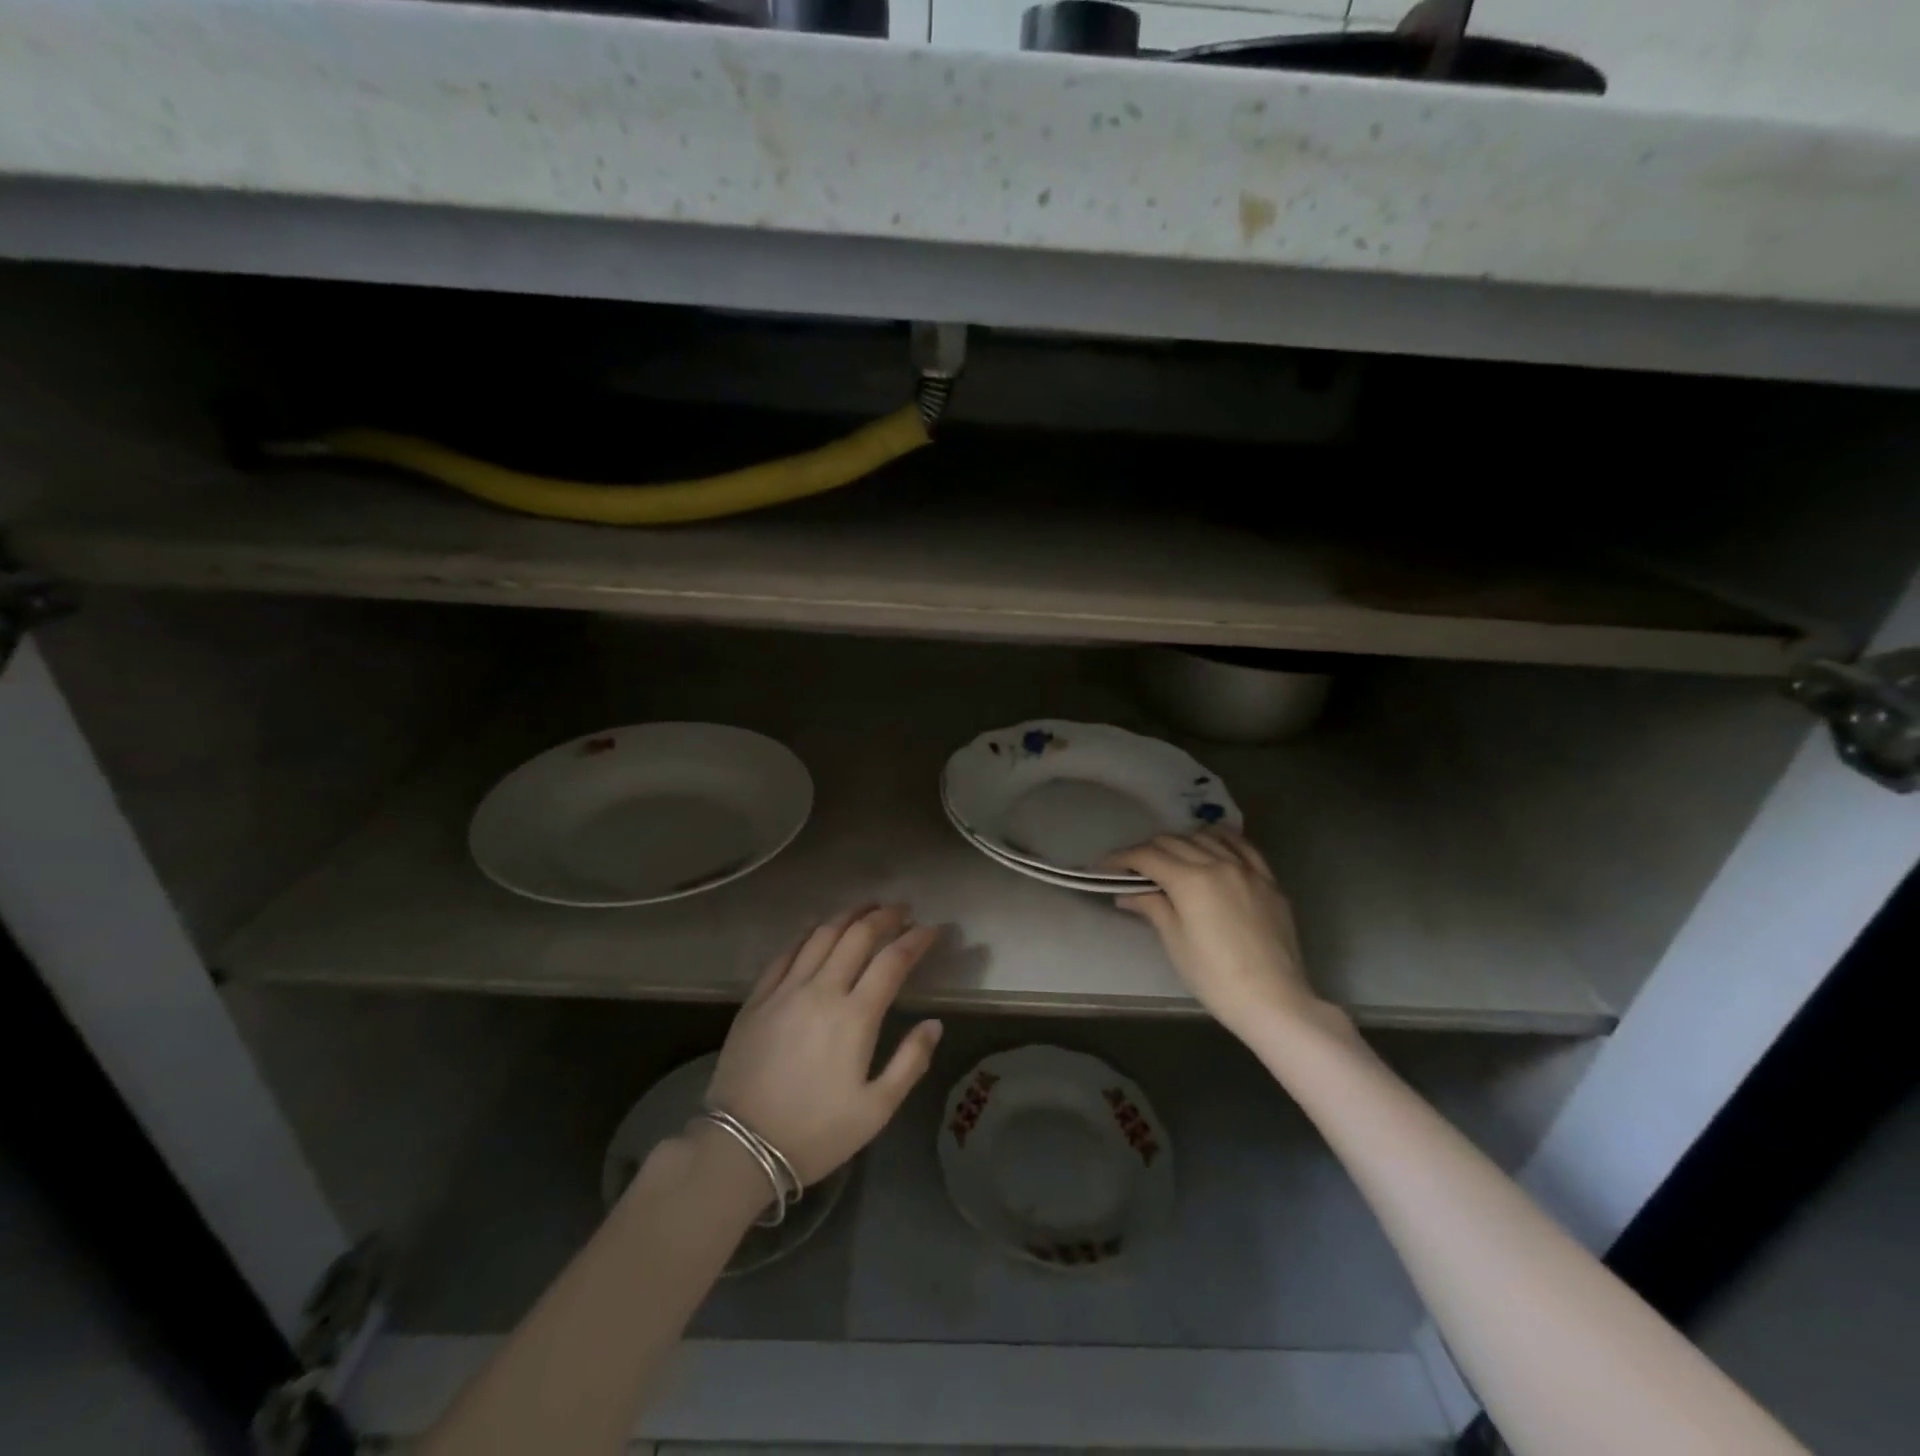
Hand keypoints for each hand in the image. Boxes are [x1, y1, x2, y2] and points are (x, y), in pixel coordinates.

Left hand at [706, 903, 943, 1185]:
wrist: (739, 1147)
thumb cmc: (815, 1132)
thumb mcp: (876, 1110)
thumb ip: (911, 1062)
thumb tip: (934, 1023)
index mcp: (855, 1016)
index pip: (893, 961)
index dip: (916, 939)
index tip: (932, 929)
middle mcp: (822, 990)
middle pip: (858, 935)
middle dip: (885, 916)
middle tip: (903, 910)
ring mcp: (786, 990)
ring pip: (821, 934)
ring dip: (849, 914)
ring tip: (867, 907)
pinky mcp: (758, 997)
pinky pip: (787, 952)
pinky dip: (809, 933)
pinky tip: (819, 929)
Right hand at [1106, 831, 1327, 1045]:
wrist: (1273, 1000)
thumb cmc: (1215, 977)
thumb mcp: (1175, 941)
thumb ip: (1152, 906)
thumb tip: (1126, 892)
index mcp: (1191, 880)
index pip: (1147, 856)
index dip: (1122, 858)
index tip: (1106, 866)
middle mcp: (1218, 863)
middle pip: (1174, 842)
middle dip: (1147, 850)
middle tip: (1132, 867)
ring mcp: (1247, 869)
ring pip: (1206, 838)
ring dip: (1181, 842)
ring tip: (1169, 858)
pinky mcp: (1268, 880)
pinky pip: (1241, 846)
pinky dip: (1220, 840)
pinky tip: (1211, 845)